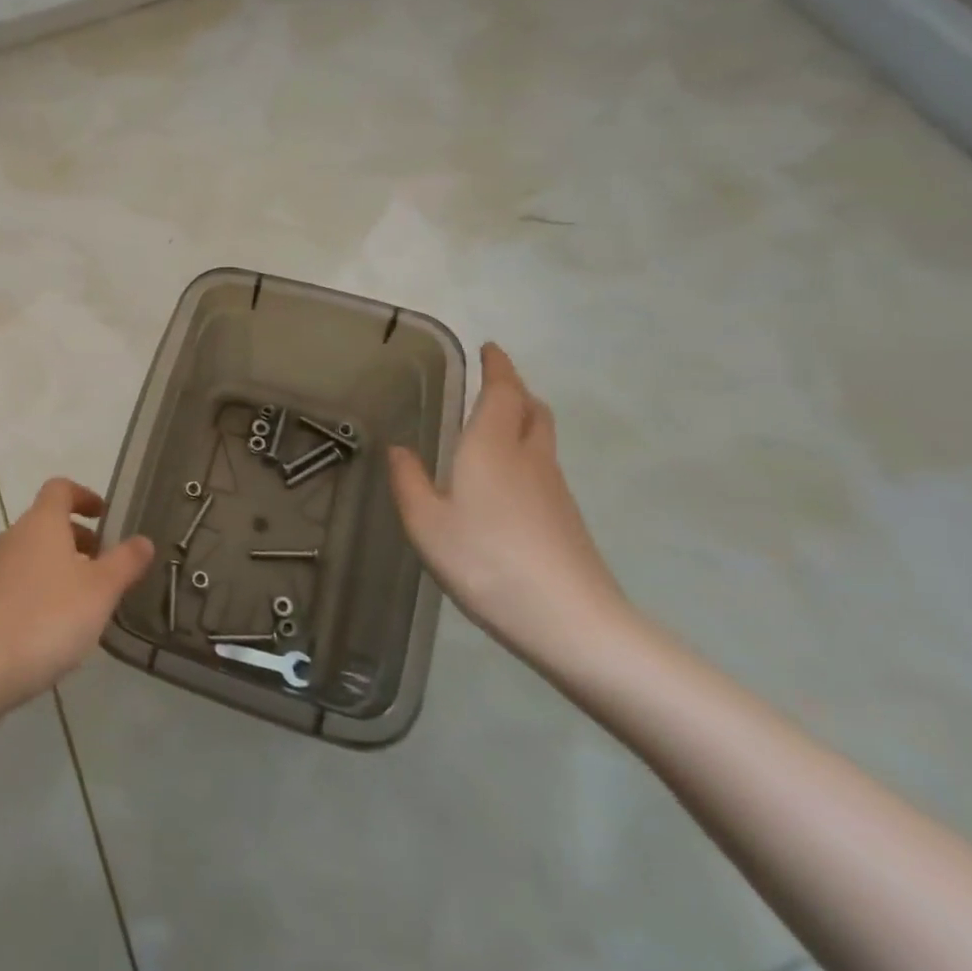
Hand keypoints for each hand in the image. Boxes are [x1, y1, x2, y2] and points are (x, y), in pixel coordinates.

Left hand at [0, 478, 154, 705]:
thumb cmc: (48, 616)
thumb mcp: (100, 590)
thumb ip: (125, 562)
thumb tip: (144, 540)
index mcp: (41, 522)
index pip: (60, 489)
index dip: (84, 496)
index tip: (104, 516)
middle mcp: (13, 535)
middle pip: (46, 522)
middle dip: (77, 538)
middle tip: (103, 566)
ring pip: (32, 554)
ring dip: (59, 566)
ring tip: (84, 601)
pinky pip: (17, 581)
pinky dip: (39, 589)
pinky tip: (54, 626)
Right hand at [388, 343, 629, 670]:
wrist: (571, 621)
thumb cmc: (486, 562)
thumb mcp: (426, 524)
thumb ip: (409, 482)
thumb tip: (400, 449)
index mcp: (492, 447)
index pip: (503, 391)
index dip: (498, 367)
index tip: (490, 348)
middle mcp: (529, 457)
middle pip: (532, 409)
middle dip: (514, 389)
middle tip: (492, 384)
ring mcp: (554, 488)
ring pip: (542, 437)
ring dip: (523, 419)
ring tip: (495, 425)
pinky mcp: (567, 517)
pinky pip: (544, 466)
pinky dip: (526, 453)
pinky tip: (505, 480)